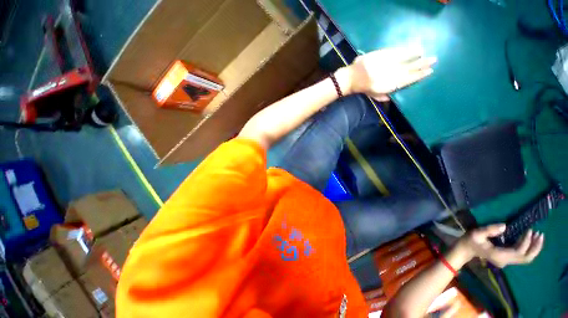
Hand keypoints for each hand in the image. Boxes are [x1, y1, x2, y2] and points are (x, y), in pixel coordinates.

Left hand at [338, 47, 436, 100]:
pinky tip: (413, 48)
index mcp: (386, 86)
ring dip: (416, 56)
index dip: (418, 76)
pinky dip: (405, 50)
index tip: (429, 72)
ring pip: (404, 60)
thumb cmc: (361, 88)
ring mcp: (385, 65)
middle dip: (422, 65)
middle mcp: (388, 76)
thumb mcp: (372, 95)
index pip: (406, 81)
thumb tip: (391, 98)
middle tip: (434, 61)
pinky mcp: (381, 55)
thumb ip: (382, 96)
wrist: (350, 78)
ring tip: (426, 53)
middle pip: (408, 70)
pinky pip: (396, 52)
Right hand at [456, 224, 544, 267]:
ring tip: (538, 236)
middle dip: (535, 247)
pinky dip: (529, 249)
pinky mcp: (507, 259)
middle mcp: (506, 261)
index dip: (526, 241)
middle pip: (526, 258)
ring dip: (534, 248)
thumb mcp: (476, 233)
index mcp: (499, 256)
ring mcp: (507, 262)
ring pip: (526, 258)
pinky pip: (522, 256)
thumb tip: (505, 226)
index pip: (519, 251)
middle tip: (540, 234)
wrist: (465, 251)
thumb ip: (489, 230)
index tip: (530, 229)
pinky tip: (530, 241)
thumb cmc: (470, 241)